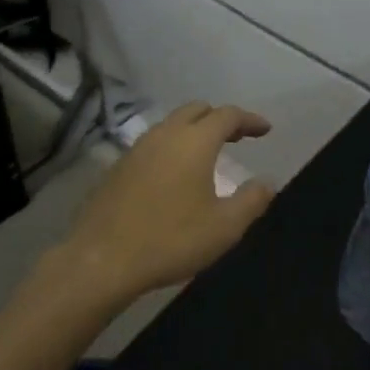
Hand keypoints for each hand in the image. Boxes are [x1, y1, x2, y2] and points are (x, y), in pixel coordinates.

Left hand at [58, 101, 275, 307]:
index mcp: (195, 141)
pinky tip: (174, 173)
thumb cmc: (171, 240)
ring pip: (172, 124)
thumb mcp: (224, 227)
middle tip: (237, 137)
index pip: (227, 115)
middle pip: (196, 110)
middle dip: (220, 118)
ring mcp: (138, 148)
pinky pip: (153, 143)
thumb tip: (267, 182)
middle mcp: (166, 134)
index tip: (265, 130)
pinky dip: (172, 146)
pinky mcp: (119, 166)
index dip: (249, 120)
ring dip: (193, 130)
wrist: (102, 259)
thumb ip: (251, 200)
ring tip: (207, 154)